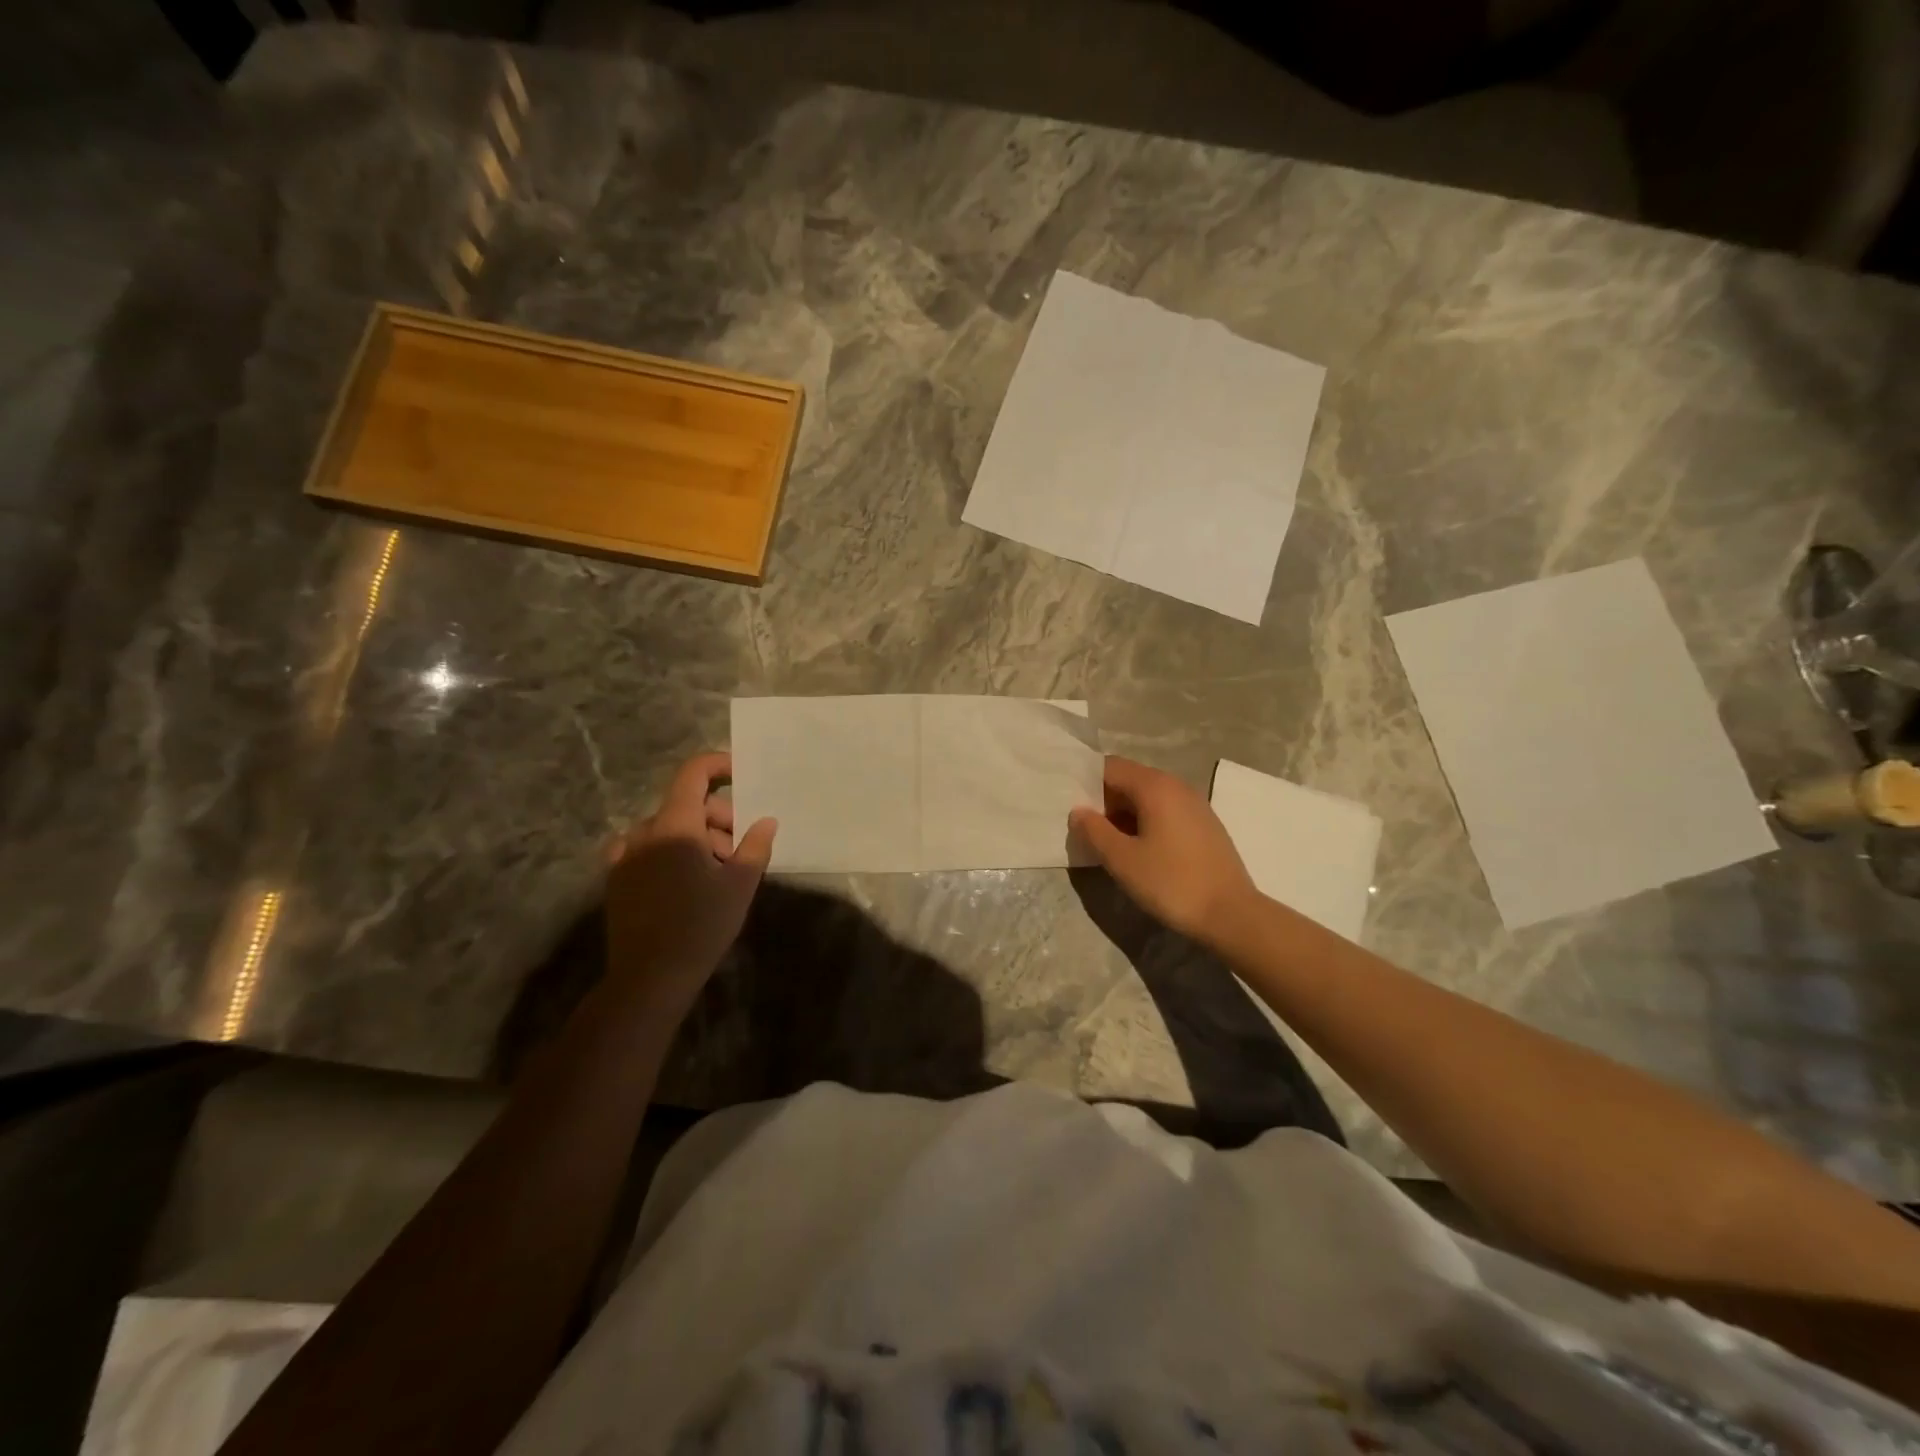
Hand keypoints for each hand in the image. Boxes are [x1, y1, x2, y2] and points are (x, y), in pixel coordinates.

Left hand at [604, 753, 775, 1010]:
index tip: (740, 775)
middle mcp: (644, 832)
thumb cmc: (701, 925)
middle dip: (717, 818)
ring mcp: (625, 856)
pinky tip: (685, 881)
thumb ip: (755, 845)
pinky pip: (647, 849)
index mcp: (675, 825)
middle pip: (685, 805)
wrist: (650, 978)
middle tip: (739, 850)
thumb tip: (766, 820)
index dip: (717, 765)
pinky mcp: (617, 879)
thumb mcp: (740, 884)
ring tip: (717, 871)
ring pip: (668, 828)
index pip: (693, 774)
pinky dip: (671, 852)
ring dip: (695, 837)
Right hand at [1068, 756, 1258, 945]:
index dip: (1086, 783)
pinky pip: (1165, 811)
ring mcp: (1195, 804)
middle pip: (1129, 779)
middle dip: (1103, 800)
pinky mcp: (1204, 824)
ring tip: (1107, 842)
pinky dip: (1145, 822)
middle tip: (1084, 828)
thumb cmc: (1171, 882)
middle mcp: (1176, 786)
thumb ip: (1094, 831)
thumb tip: (1078, 812)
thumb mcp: (1122, 860)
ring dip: (1123, 813)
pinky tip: (1139, 850)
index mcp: (1154, 786)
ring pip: (1148, 797)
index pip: (1110, 767)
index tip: (1068, 805)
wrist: (1231, 914)